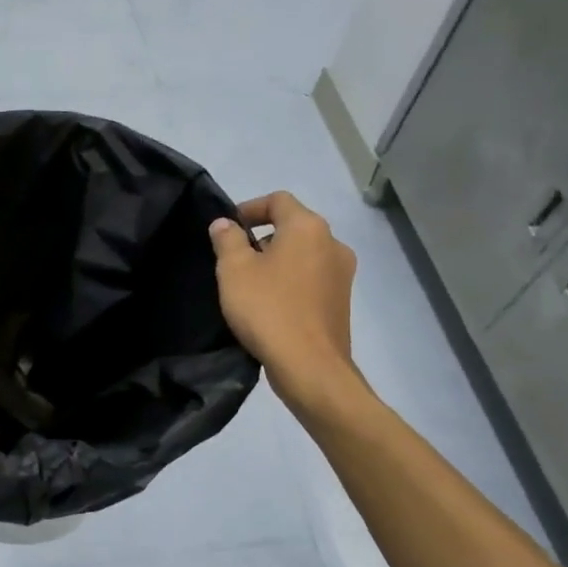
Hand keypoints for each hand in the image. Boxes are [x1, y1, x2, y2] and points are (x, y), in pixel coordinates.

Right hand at [208, 192, 363, 420]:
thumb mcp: (234, 270)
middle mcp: (332, 243)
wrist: (309, 366)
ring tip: (249, 283)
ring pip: (303, 253)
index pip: (278, 200)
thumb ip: (227, 240)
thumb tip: (225, 224)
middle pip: (293, 225)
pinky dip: (290, 280)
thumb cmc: (268, 309)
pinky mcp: (342, 300)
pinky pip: (311, 277)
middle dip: (262, 236)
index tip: (227, 230)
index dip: (249, 208)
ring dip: (276, 260)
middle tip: (233, 258)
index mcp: (308, 227)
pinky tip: (270, 304)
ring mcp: (342, 273)